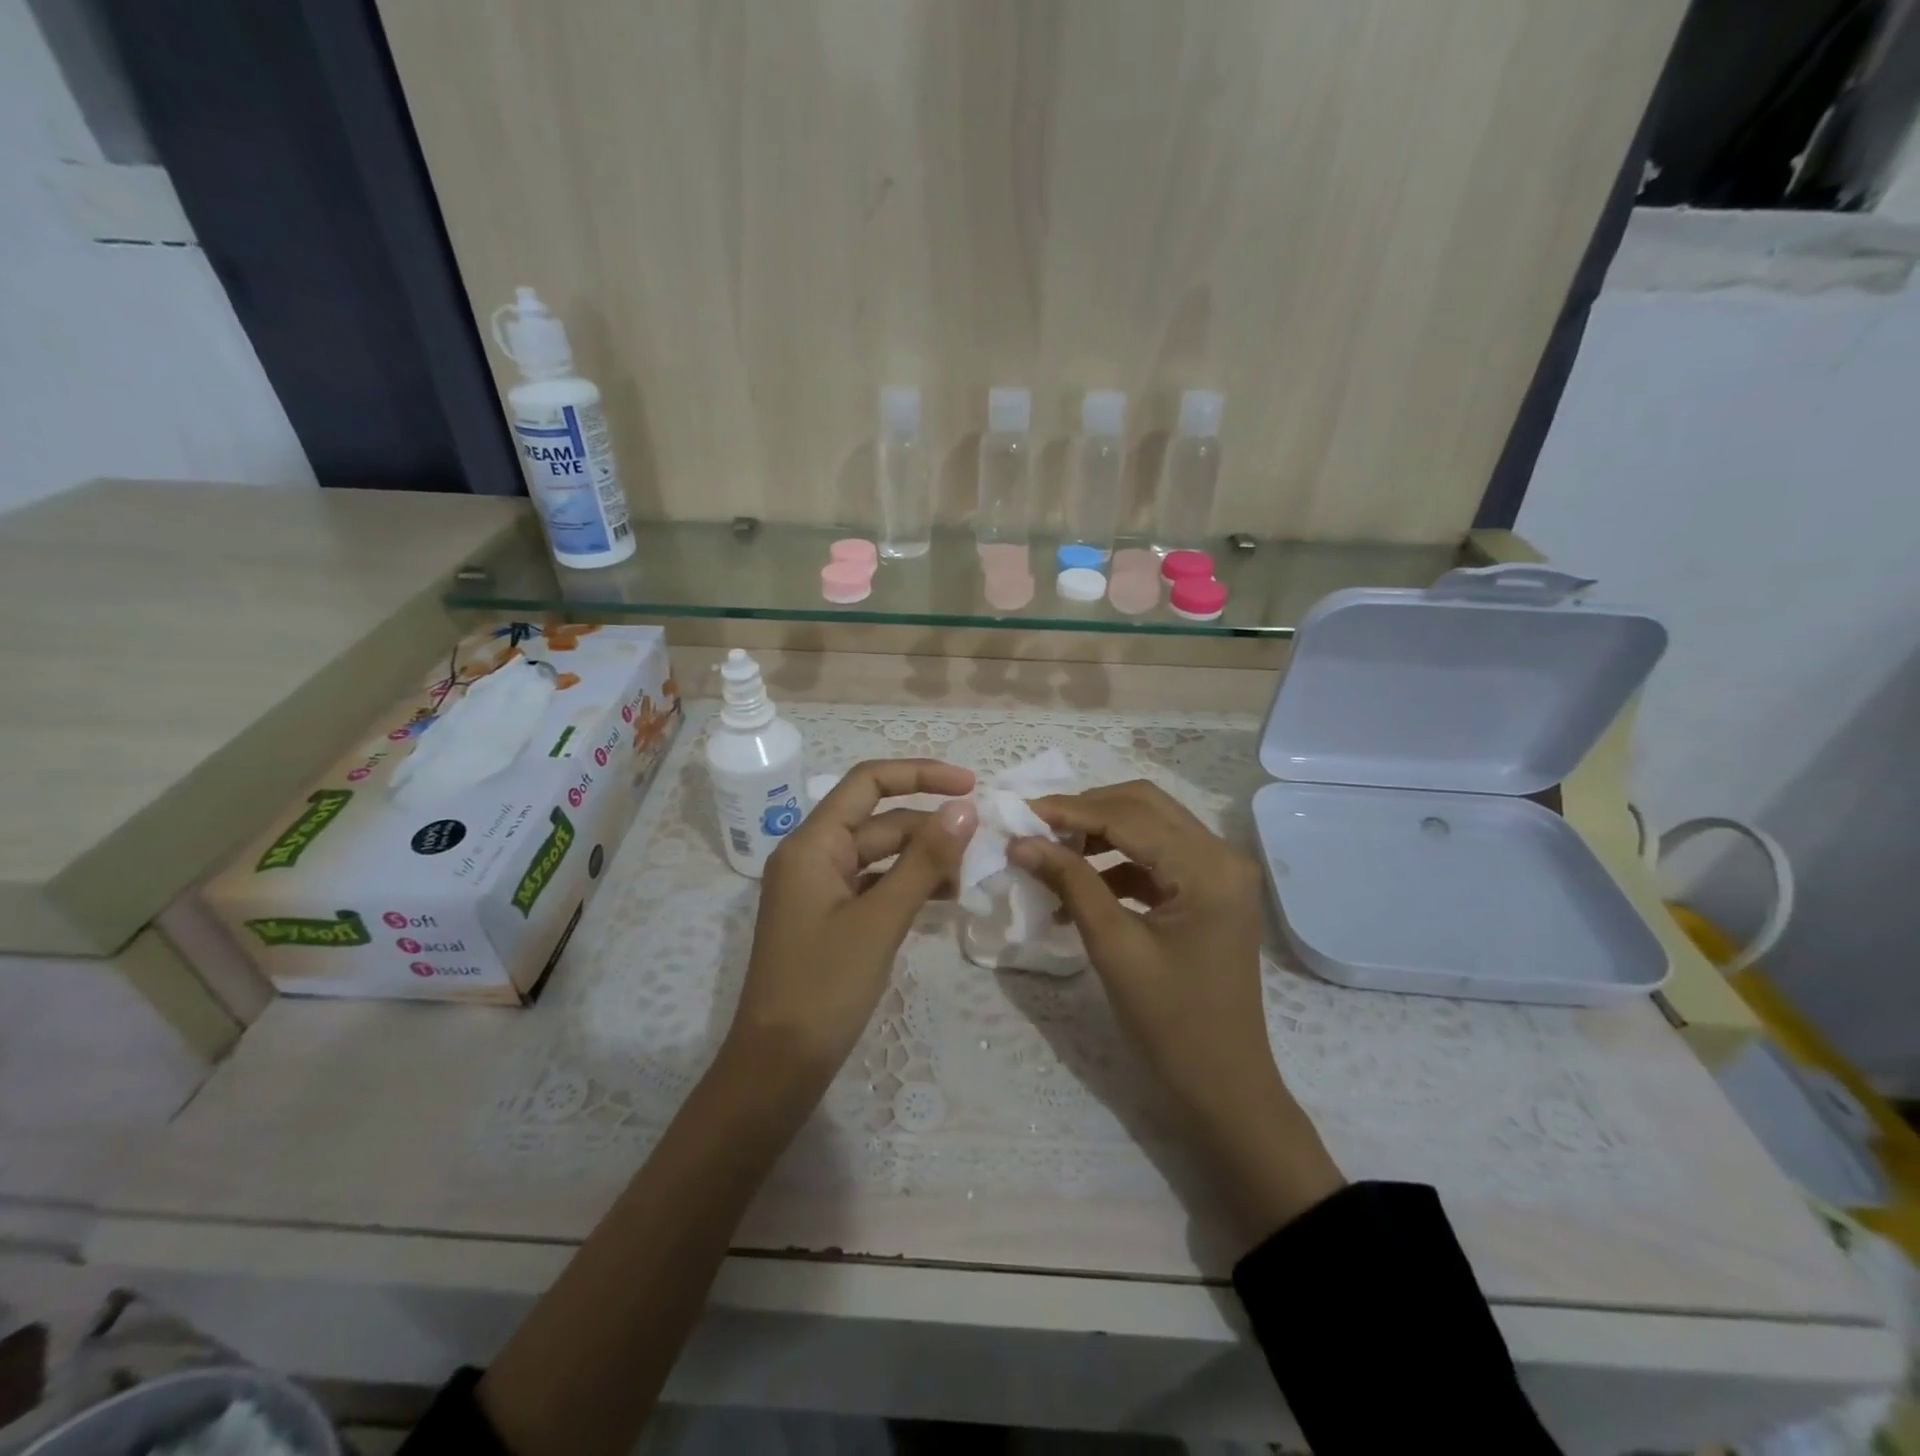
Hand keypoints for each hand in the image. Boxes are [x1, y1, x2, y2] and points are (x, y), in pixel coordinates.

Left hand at [730, 759, 977, 1080]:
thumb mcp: (881, 919)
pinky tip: (945, 898)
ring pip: (880, 855)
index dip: (920, 774)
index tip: (970, 785)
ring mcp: (820, 889)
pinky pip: (875, 885)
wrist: (778, 1066)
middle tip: (982, 843)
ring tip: (970, 873)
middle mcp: (812, 856)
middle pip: (878, 821)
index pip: (867, 782)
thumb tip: (964, 808)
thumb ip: (923, 860)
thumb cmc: (824, 987)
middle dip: (929, 826)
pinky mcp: (831, 918)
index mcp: (812, 844)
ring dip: (923, 858)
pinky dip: (908, 886)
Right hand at [1011, 781, 1343, 1238]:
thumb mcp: (1113, 947)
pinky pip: (1157, 858)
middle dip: (1086, 811)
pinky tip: (1080, 888)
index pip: (1130, 816)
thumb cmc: (1170, 1023)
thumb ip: (1070, 883)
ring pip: (1150, 827)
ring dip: (1100, 833)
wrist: (1223, 1087)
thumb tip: (1020, 841)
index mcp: (1208, 868)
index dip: (1070, 810)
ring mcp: (1220, 873)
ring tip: (1052, 854)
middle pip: (1144, 806)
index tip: (1019, 811)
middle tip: (1036, 827)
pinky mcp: (1209, 892)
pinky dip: (1116, 863)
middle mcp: (1222, 856)